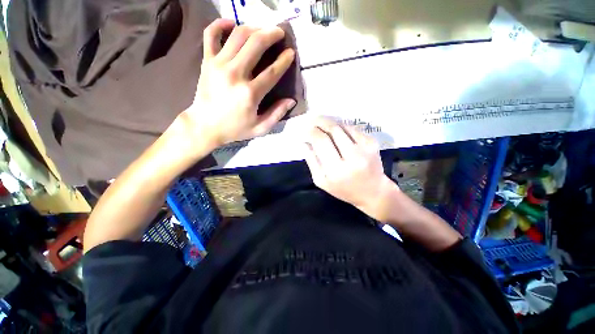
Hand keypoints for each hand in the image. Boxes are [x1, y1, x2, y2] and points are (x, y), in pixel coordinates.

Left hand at [181, 19, 296, 148]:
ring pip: (238, 35)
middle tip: (279, 32)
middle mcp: (235, 74)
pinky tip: (231, 24)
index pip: (272, 71)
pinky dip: (220, 24)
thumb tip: (291, 100)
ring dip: (253, 27)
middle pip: (256, 44)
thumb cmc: (235, 128)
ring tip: (262, 29)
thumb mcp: (260, 128)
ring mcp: (218, 64)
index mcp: (250, 94)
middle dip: (271, 34)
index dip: (284, 60)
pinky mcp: (207, 61)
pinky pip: (211, 34)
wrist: (204, 126)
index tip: (291, 53)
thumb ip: (277, 114)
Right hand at [304, 118, 398, 220]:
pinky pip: (352, 128)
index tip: (305, 128)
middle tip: (312, 120)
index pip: (321, 141)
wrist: (373, 191)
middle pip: (333, 130)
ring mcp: (365, 148)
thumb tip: (304, 142)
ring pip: (343, 126)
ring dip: (330, 122)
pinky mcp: (372, 142)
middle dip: (320, 122)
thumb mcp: (321, 181)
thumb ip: (311, 161)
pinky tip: (336, 130)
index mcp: (337, 170)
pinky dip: (341, 127)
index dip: (311, 131)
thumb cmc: (343, 189)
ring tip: (322, 123)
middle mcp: (352, 157)